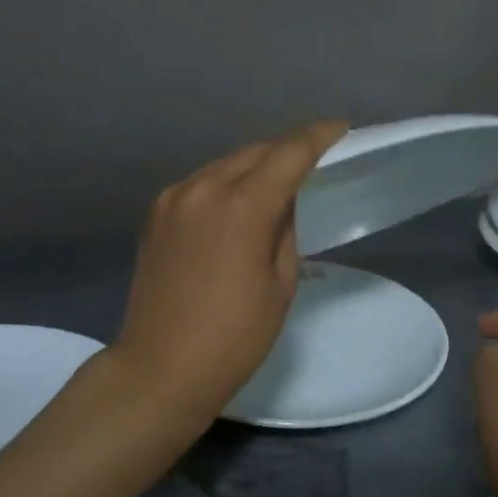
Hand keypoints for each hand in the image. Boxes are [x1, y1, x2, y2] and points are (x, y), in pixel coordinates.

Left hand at [110, 120, 348, 429]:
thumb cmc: (234, 337)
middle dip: (288, 148)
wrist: (159, 368)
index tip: (340, 128)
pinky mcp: (156, 213)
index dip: (319, 136)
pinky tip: (239, 200)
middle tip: (315, 155)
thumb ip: (285, 230)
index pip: (289, 154)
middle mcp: (204, 189)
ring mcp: (174, 198)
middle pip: (256, 151)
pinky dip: (227, 182)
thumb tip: (283, 203)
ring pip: (226, 163)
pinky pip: (202, 182)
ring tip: (279, 178)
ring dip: (256, 164)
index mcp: (242, 207)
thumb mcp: (280, 285)